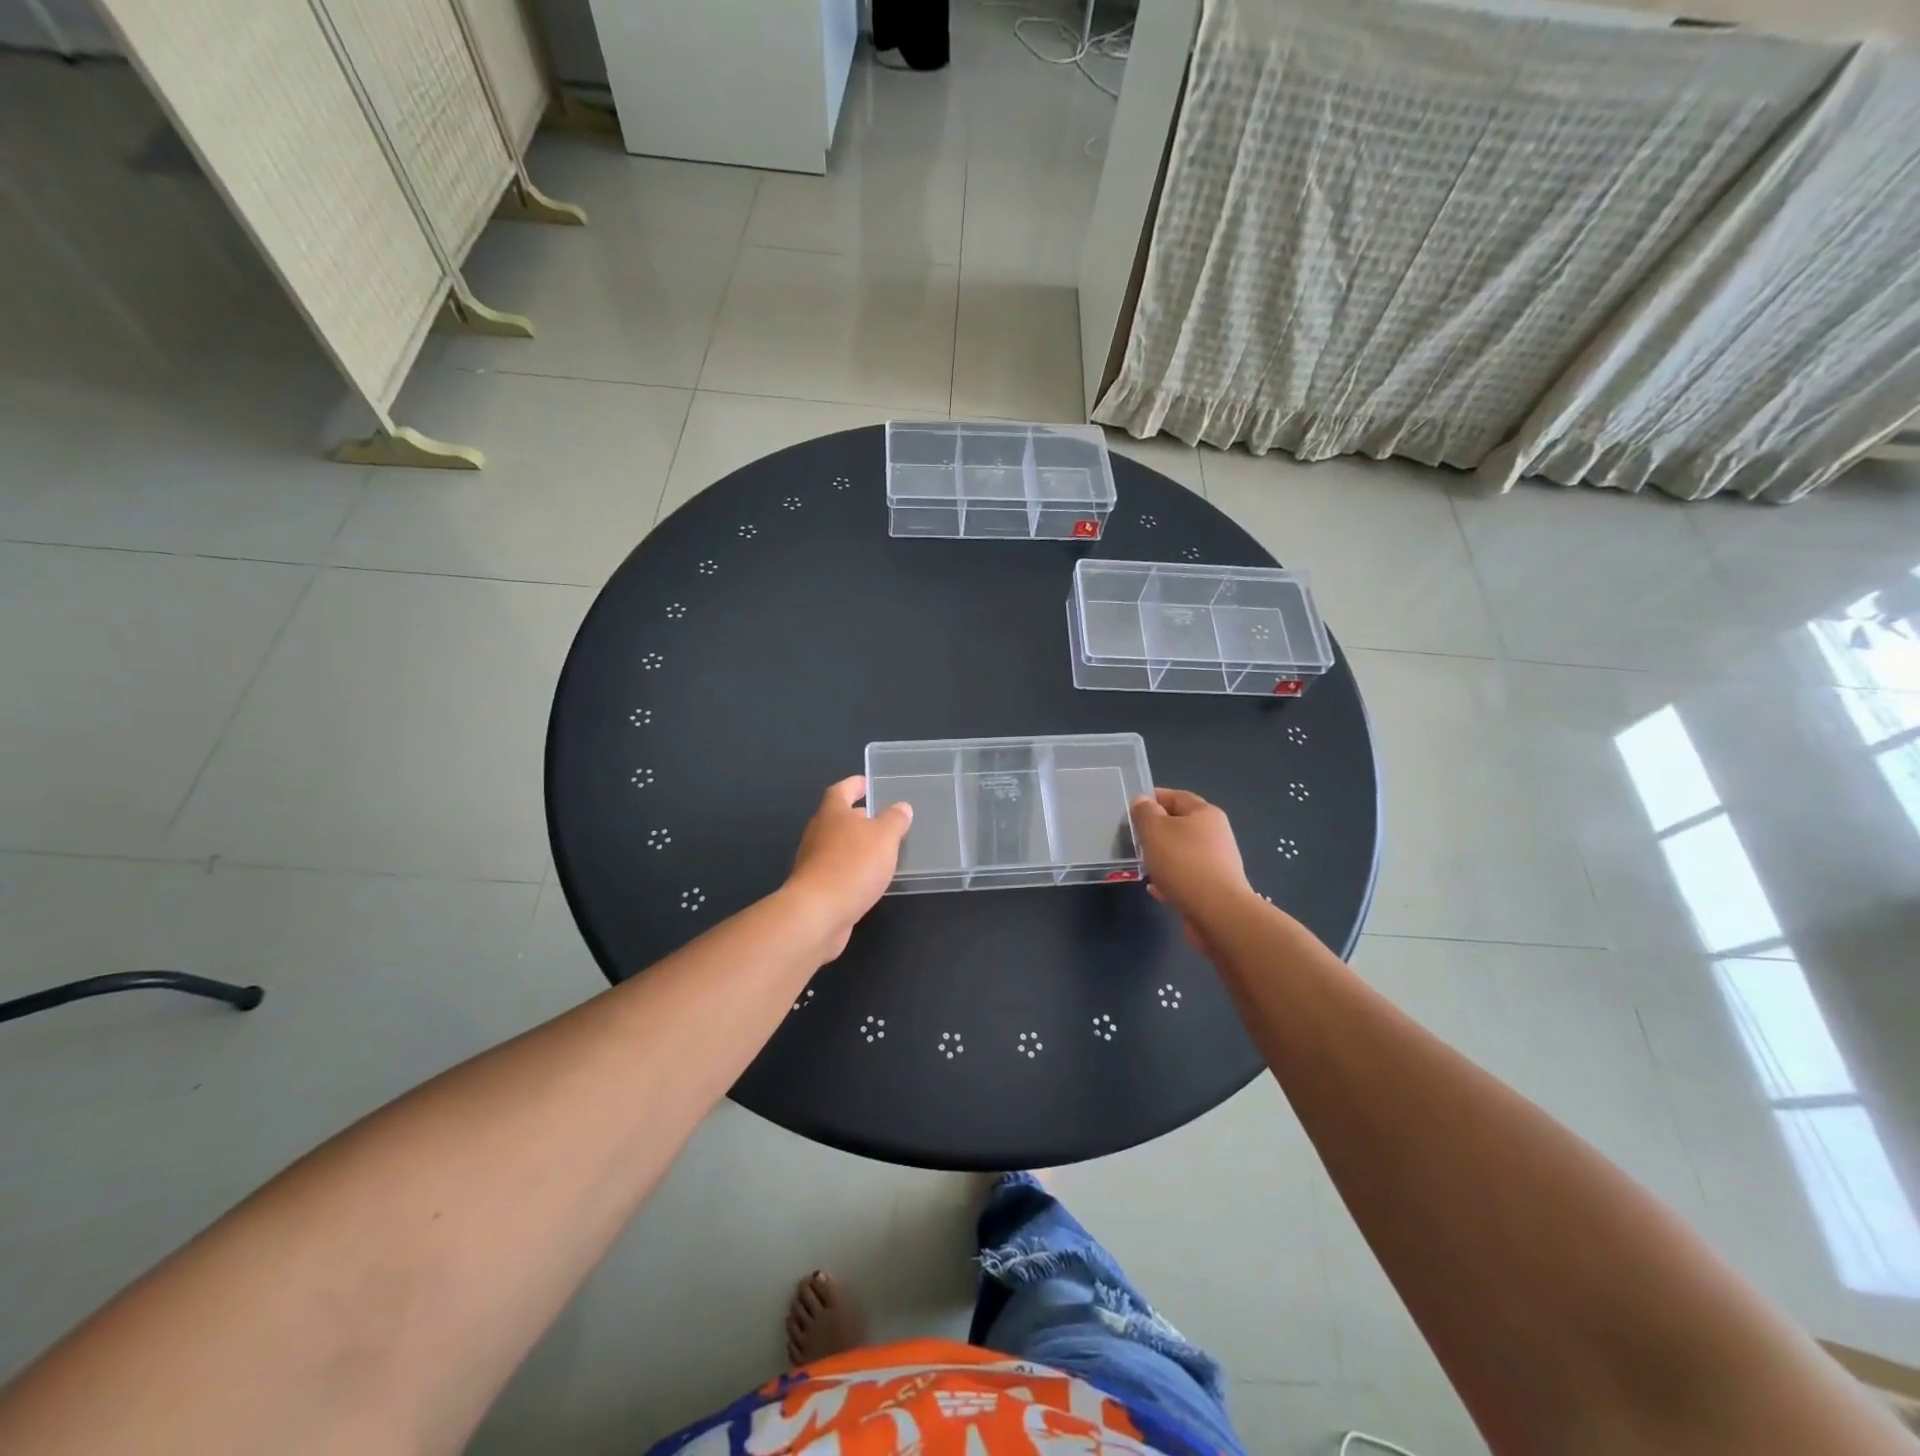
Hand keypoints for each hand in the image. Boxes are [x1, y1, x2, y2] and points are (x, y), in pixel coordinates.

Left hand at [785, 776, 912, 958]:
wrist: (818, 914)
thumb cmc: (852, 865)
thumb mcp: (884, 837)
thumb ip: (894, 820)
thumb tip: (901, 807)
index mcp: (832, 813)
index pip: (841, 790)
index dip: (854, 785)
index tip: (867, 783)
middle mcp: (817, 833)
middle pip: (836, 818)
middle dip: (857, 817)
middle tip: (879, 818)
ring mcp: (813, 861)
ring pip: (836, 845)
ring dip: (855, 845)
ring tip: (879, 849)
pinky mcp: (814, 887)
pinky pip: (836, 870)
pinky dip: (851, 869)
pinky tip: (867, 878)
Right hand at [1130, 788, 1252, 937]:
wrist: (1217, 913)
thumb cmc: (1184, 863)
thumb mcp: (1155, 830)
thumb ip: (1145, 813)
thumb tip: (1142, 801)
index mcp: (1205, 814)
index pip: (1176, 796)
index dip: (1152, 798)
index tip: (1131, 809)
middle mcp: (1215, 835)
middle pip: (1180, 825)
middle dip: (1156, 831)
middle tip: (1133, 838)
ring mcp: (1216, 863)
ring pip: (1182, 853)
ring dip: (1162, 856)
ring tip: (1142, 864)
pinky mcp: (1213, 889)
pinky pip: (1185, 877)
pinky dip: (1170, 879)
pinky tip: (1154, 888)